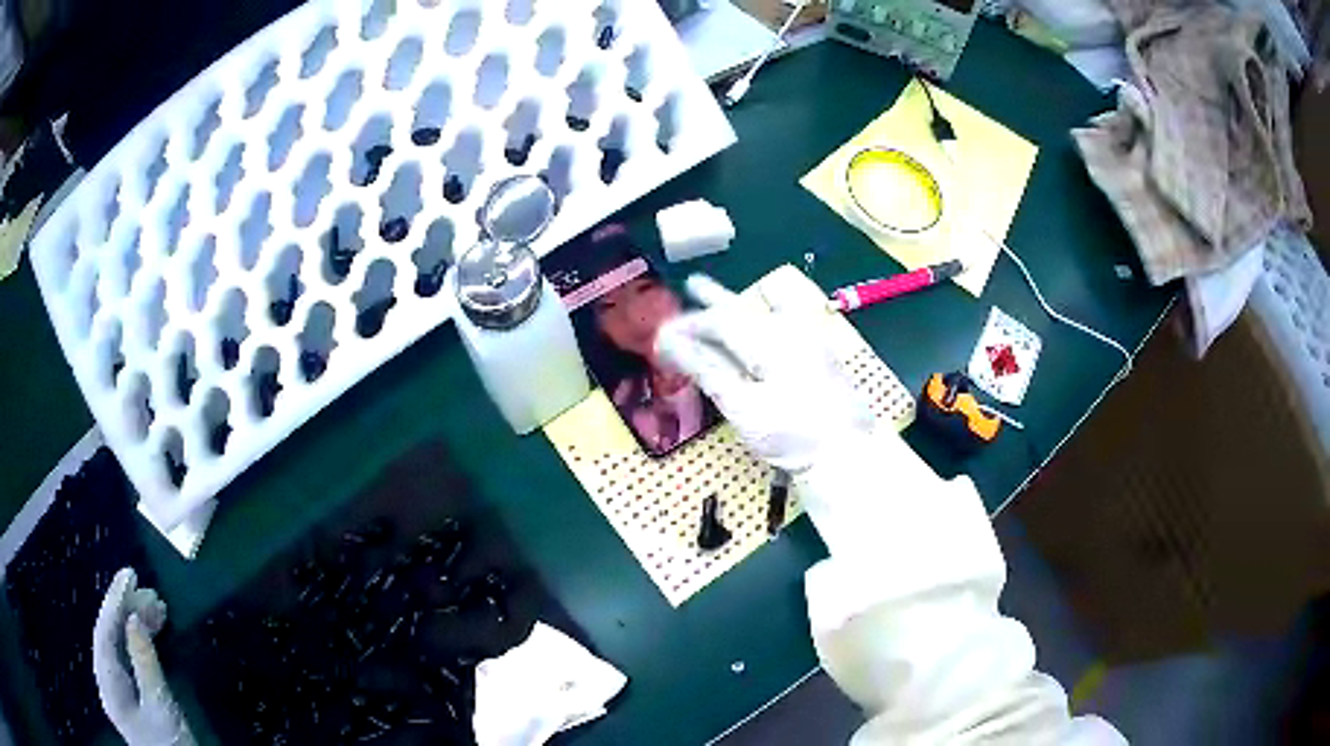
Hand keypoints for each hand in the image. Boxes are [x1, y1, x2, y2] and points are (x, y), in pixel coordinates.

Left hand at [92, 568, 194, 745]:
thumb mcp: (162, 707)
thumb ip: (144, 661)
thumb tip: (135, 617)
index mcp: (108, 683)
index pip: (104, 631)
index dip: (115, 600)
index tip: (130, 574)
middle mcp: (106, 681)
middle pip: (109, 636)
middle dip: (127, 612)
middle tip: (151, 594)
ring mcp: (116, 690)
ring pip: (118, 647)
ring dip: (135, 627)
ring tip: (158, 610)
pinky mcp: (128, 698)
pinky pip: (127, 661)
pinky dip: (138, 646)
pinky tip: (151, 636)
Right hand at [656, 275, 875, 473]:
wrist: (847, 455)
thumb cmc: (791, 434)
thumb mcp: (742, 405)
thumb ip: (706, 367)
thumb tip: (668, 339)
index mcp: (768, 338)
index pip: (721, 320)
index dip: (691, 324)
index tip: (664, 334)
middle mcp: (789, 329)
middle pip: (744, 310)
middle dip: (716, 300)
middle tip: (693, 283)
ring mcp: (809, 340)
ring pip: (766, 312)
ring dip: (740, 305)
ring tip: (722, 293)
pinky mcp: (820, 354)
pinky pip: (790, 319)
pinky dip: (772, 310)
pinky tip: (770, 306)